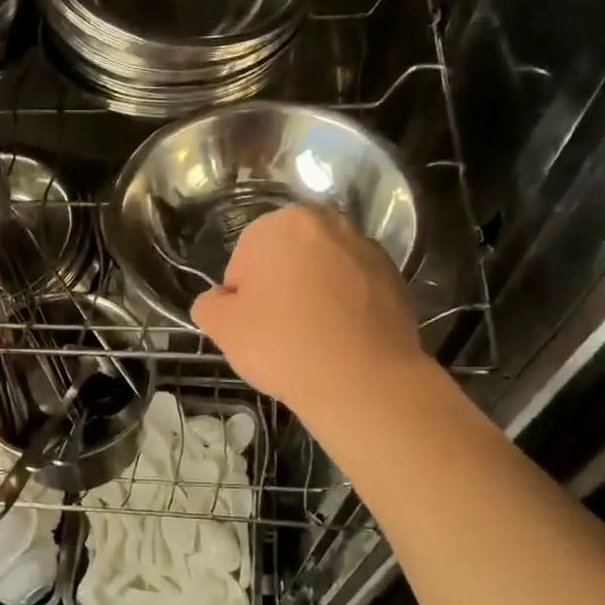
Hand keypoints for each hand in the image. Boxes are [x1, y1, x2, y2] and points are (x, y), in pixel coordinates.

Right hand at [191, 204, 428, 426]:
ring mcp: (368, 250)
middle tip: (277, 332)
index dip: (242, 296)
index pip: (244, 259)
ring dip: (313, 296)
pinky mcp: (395, 279)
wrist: (362, 381)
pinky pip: (354, 291)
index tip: (251, 326)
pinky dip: (344, 308)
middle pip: (287, 259)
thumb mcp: (223, 327)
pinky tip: (340, 341)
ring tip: (312, 339)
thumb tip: (218, 301)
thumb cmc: (283, 344)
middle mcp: (330, 224)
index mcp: (284, 224)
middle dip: (280, 289)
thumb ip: (209, 304)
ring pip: (323, 273)